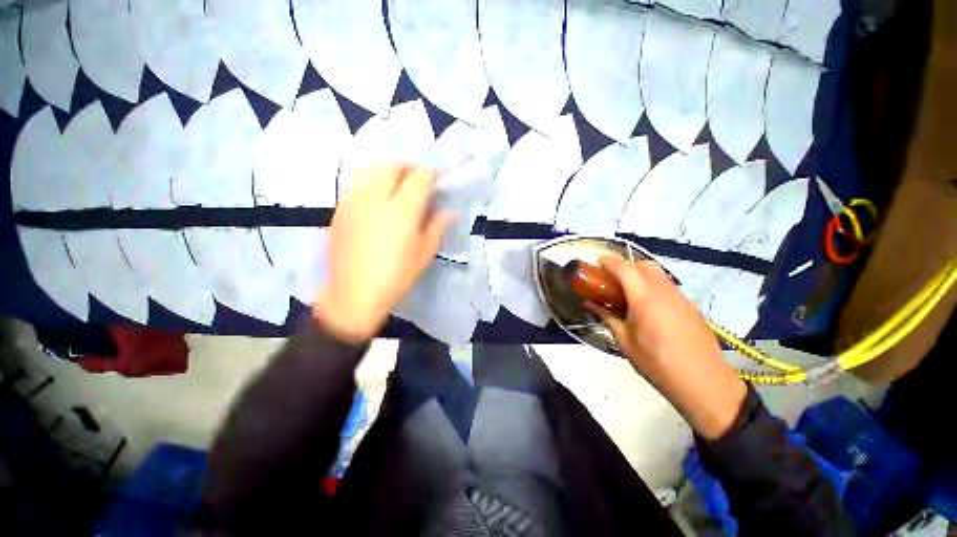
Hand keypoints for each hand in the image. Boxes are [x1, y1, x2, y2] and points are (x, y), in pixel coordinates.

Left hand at [313, 164, 453, 342]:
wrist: (354, 294)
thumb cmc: (396, 277)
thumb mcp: (424, 254)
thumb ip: (437, 227)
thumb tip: (449, 211)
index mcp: (402, 210)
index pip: (419, 178)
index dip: (431, 174)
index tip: (438, 178)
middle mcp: (376, 199)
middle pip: (392, 166)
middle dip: (408, 167)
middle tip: (417, 178)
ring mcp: (354, 202)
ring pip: (370, 170)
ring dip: (387, 171)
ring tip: (395, 184)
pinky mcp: (340, 210)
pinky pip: (356, 185)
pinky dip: (369, 183)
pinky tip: (375, 200)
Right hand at [588, 255, 747, 439]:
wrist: (705, 383)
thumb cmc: (658, 363)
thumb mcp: (625, 342)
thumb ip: (607, 318)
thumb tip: (590, 304)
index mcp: (644, 298)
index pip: (624, 268)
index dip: (609, 261)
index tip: (596, 263)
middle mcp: (664, 291)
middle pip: (644, 264)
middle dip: (626, 266)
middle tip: (613, 280)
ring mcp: (681, 297)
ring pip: (658, 274)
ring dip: (640, 276)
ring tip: (629, 294)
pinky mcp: (691, 306)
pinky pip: (668, 287)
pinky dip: (654, 287)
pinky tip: (649, 308)